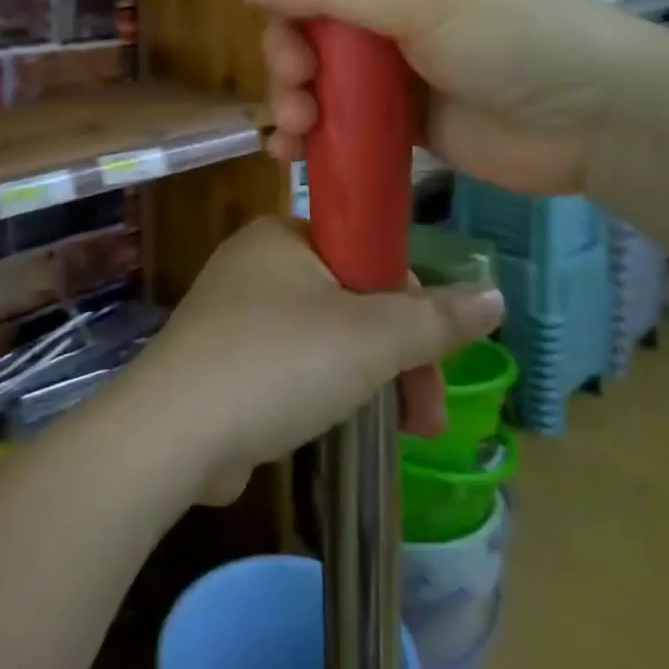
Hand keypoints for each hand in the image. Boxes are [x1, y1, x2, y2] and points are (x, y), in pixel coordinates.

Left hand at [125, 217, 503, 504]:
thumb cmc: (277, 363)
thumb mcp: (369, 337)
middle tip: (427, 418)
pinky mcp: (221, 360)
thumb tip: (494, 295)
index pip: (369, 253)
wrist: (174, 433)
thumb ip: (434, 317)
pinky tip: (340, 426)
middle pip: (351, 300)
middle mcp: (255, 264)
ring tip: (398, 431)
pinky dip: (322, 390)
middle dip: (397, 357)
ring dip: (367, 379)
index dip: (413, 302)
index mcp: (282, 235)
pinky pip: (290, 364)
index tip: (438, 357)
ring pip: (324, 336)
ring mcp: (233, 314)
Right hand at [228, 0, 645, 195]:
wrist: (599, 124)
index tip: (279, 20)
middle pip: (306, 15)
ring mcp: (394, 58)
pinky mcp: (398, 114)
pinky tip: (294, 153)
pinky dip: (310, 133)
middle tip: (298, 85)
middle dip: (287, 53)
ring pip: (315, 70)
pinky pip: (337, 116)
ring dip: (292, 97)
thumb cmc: (517, 37)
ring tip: (298, 130)